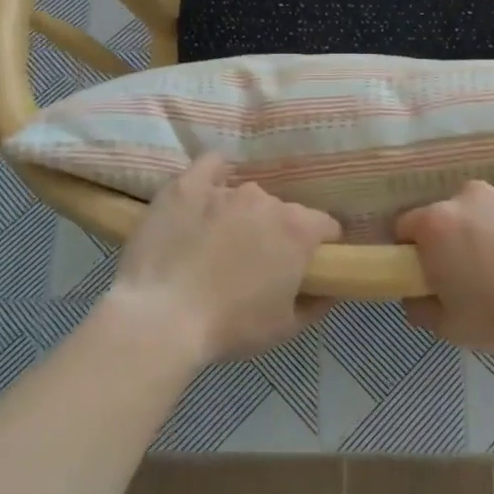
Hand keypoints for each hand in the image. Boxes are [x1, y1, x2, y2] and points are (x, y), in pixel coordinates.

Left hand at [105, 154, 341, 364]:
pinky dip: (215, 174)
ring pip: (246, 197)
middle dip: (276, 233)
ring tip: (218, 244)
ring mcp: (224, 189)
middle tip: (256, 264)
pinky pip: (210, 166)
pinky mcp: (186, 187)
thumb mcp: (286, 328)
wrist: (161, 319)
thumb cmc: (230, 326)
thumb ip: (317, 304)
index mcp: (297, 230)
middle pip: (283, 212)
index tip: (306, 267)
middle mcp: (266, 200)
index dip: (320, 247)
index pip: (326, 226)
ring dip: (243, 216)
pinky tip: (208, 192)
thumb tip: (331, 289)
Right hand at [395, 174, 493, 354]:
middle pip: (457, 212)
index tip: (435, 269)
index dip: (417, 248)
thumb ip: (422, 308)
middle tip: (488, 269)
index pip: (408, 226)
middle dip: (466, 235)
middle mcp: (469, 195)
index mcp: (437, 225)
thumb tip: (414, 295)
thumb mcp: (454, 329)